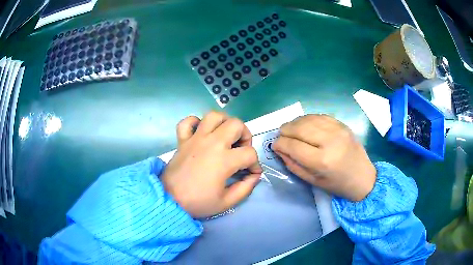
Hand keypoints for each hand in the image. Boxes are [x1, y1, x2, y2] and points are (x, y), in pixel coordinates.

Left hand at [161, 111, 262, 217]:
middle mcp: (212, 143)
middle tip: (241, 150)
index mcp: (224, 160)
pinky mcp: (182, 140)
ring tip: (225, 136)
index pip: (250, 154)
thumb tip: (255, 176)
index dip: (256, 164)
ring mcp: (195, 139)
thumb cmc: (198, 202)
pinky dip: (195, 122)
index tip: (252, 173)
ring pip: (214, 116)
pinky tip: (200, 132)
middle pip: (236, 125)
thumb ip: (245, 188)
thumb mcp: (226, 202)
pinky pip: (188, 121)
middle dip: (245, 136)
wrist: (169, 200)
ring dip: (224, 123)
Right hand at [273, 114, 375, 200]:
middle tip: (281, 135)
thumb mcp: (312, 181)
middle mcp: (330, 141)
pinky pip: (319, 116)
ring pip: (308, 119)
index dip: (279, 144)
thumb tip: (279, 149)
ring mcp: (338, 130)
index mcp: (322, 161)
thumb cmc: (337, 184)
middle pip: (299, 128)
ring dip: (295, 123)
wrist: (363, 177)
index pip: (293, 145)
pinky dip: (308, 119)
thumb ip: (293, 164)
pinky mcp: (342, 124)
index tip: (275, 145)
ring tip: (290, 129)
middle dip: (285, 130)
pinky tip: (304, 125)